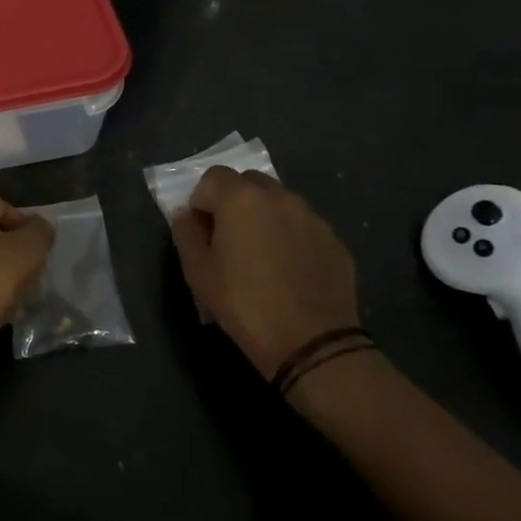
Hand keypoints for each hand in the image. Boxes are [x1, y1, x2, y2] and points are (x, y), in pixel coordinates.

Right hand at [170, 167, 359, 376]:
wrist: (312, 343)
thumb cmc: (244, 303)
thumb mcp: (197, 270)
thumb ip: (185, 232)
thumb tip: (187, 215)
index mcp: (241, 198)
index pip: (212, 177)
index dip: (201, 200)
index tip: (202, 231)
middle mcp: (279, 197)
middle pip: (248, 182)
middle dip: (234, 201)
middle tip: (229, 239)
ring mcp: (312, 217)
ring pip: (279, 202)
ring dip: (264, 217)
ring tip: (261, 257)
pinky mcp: (335, 241)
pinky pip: (303, 226)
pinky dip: (290, 237)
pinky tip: (288, 272)